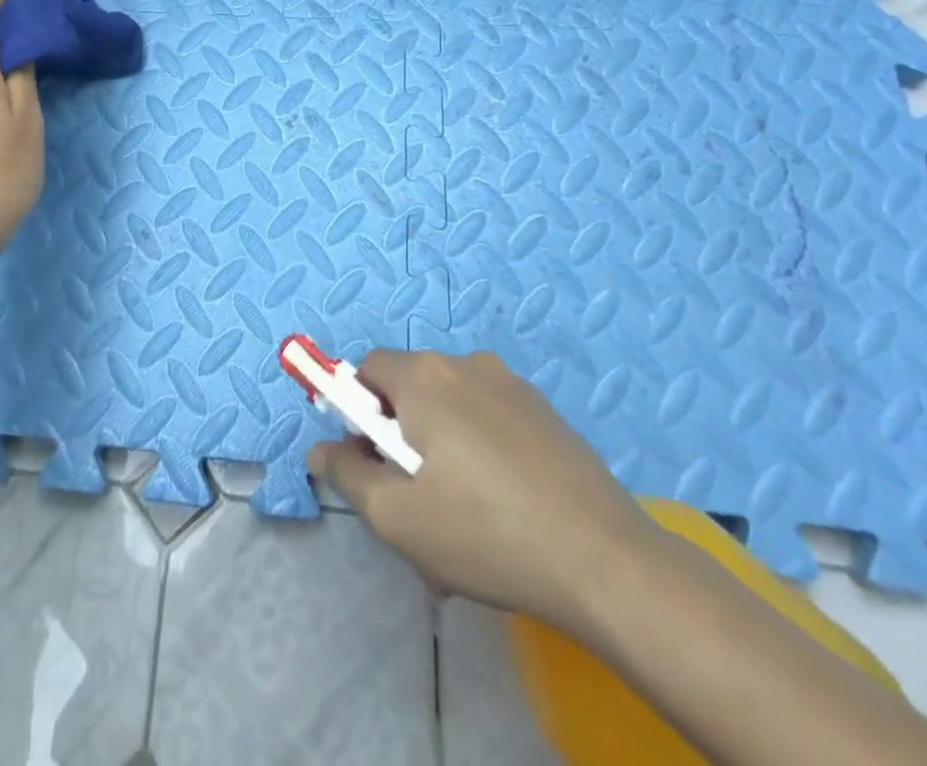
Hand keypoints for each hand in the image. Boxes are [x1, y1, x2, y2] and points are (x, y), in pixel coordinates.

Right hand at [308, 350, 657, 634]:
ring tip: (461, 512)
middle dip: (399, 434)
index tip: (371, 462)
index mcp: (423, 377)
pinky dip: (480, 448)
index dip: (357, 412)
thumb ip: (348, 475)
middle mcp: (464, 364)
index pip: (367, 371)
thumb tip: (320, 450)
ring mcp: (510, 384)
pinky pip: (489, 417)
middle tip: (414, 498)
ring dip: (440, 444)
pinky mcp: (544, 410)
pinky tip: (502, 506)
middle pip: (409, 387)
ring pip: (451, 405)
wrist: (605, 562)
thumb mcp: (397, 517)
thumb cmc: (485, 535)